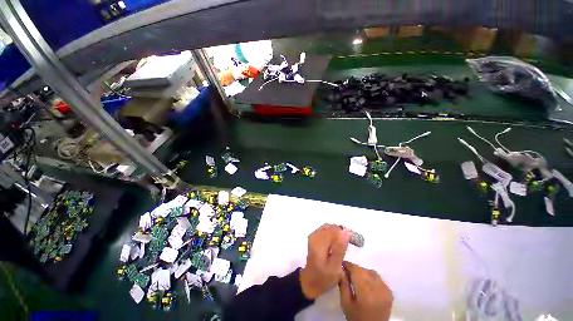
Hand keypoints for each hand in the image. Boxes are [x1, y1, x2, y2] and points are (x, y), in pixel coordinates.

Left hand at [299, 224, 350, 299]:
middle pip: (332, 227)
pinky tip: (337, 243)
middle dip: (342, 233)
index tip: (354, 242)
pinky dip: (333, 234)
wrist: (310, 280)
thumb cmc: (324, 277)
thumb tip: (346, 232)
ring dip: (338, 233)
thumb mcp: (335, 267)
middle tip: (350, 244)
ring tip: (344, 244)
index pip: (335, 230)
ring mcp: (314, 235)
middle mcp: (315, 235)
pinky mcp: (314, 236)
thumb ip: (340, 248)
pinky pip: (326, 230)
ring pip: (329, 227)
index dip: (345, 233)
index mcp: (319, 242)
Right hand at [338, 261, 392, 320]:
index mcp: (365, 291)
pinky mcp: (390, 293)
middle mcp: (377, 288)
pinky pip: (378, 279)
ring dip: (363, 272)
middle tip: (347, 272)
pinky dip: (371, 277)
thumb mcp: (345, 303)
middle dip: (354, 269)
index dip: (348, 265)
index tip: (341, 264)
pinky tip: (367, 284)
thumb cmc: (356, 318)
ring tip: (357, 278)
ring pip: (371, 273)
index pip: (356, 270)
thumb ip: (343, 284)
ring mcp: (386, 290)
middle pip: (363, 270)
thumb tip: (340, 269)